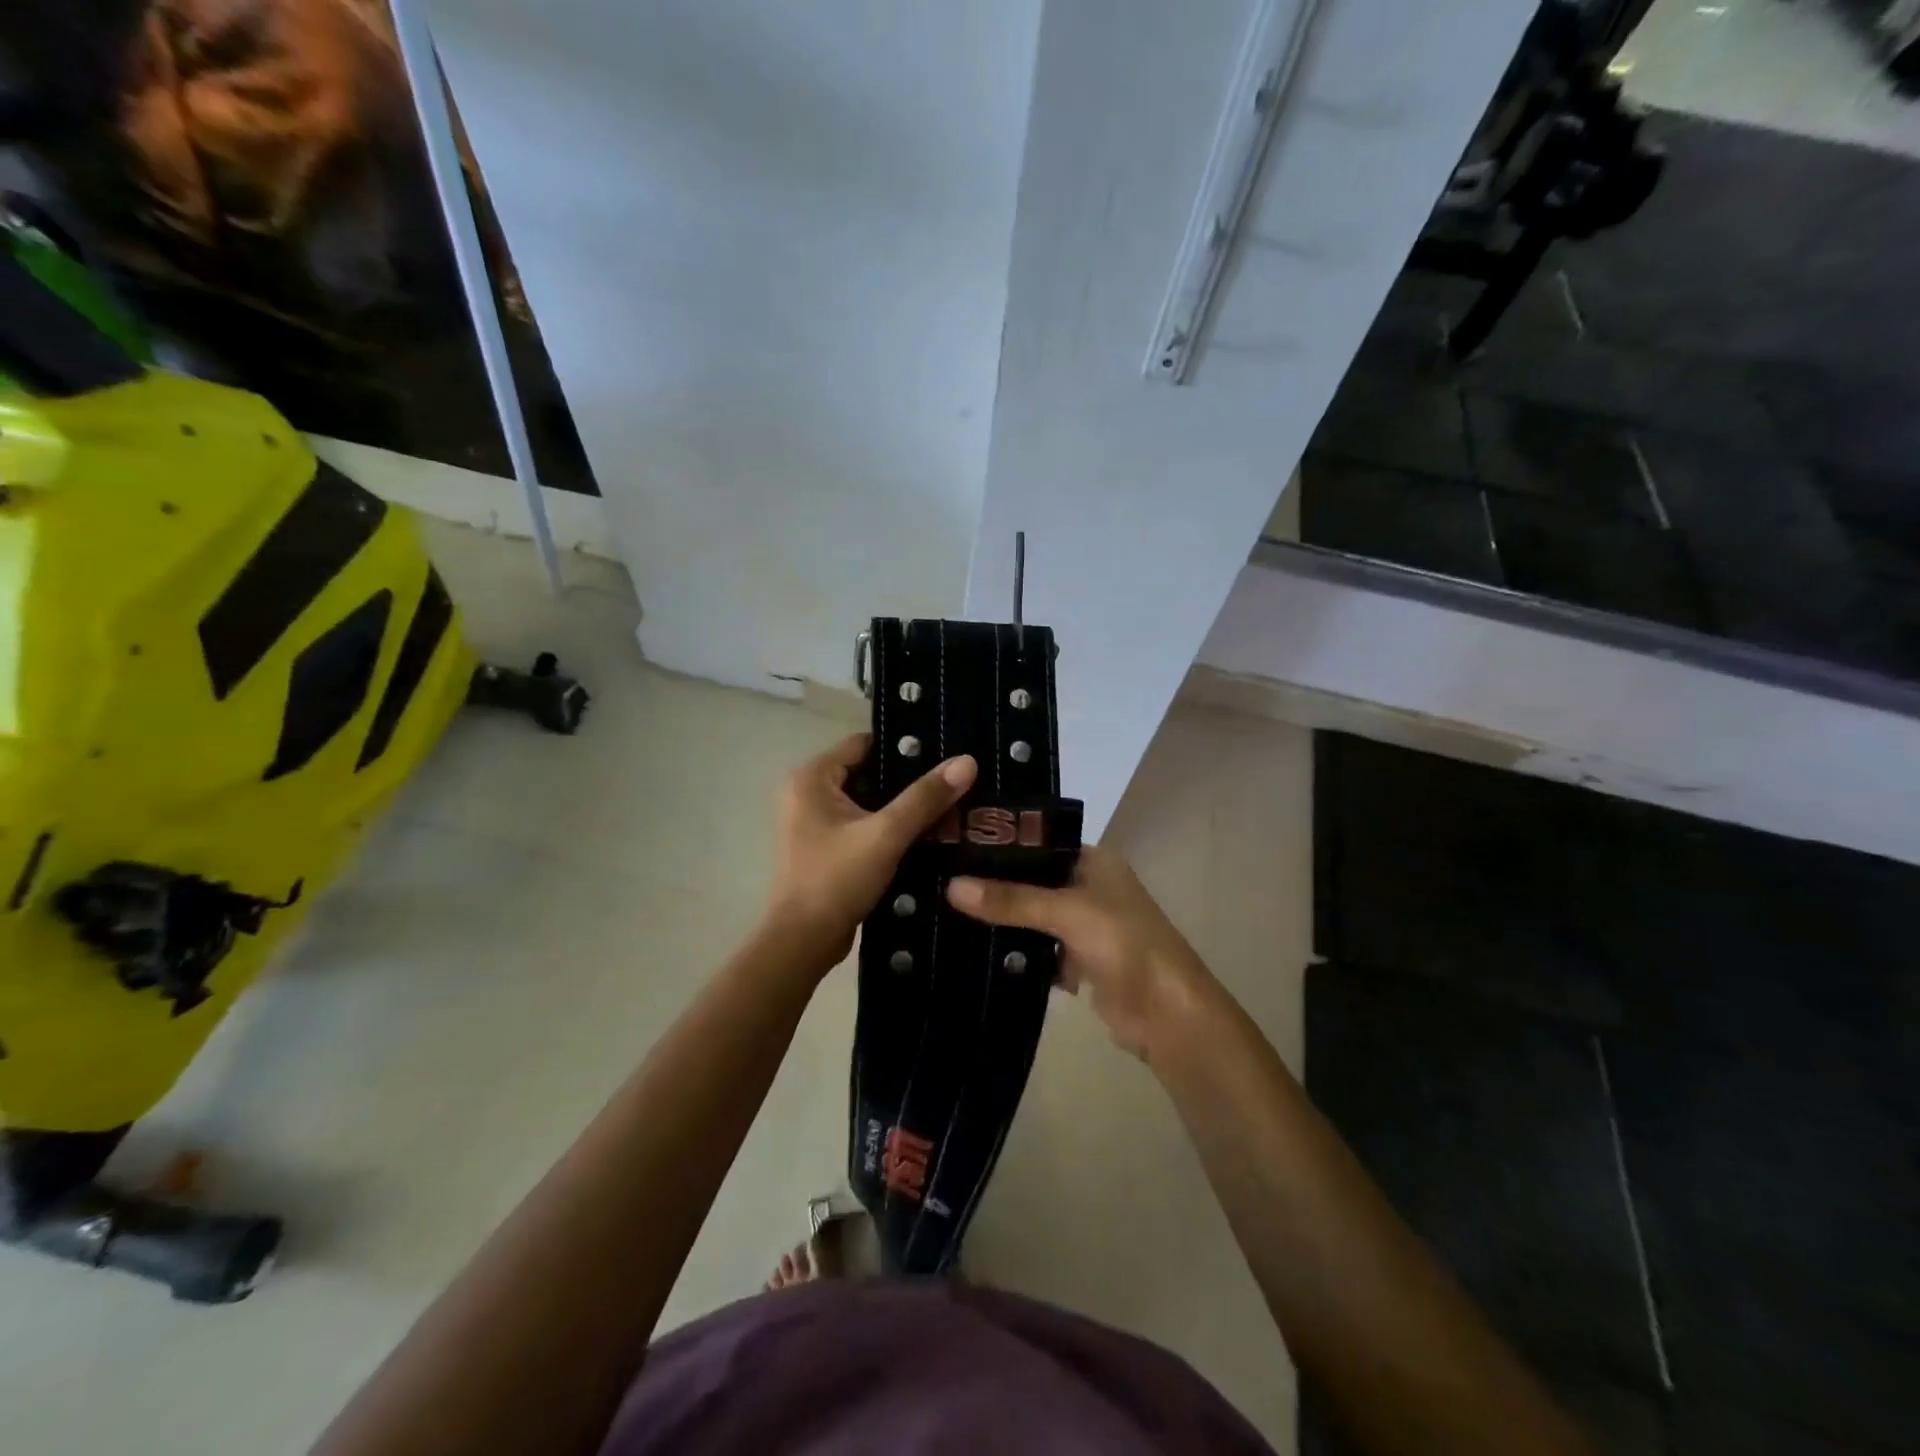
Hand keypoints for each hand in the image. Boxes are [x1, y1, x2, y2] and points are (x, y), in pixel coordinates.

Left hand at [767, 733, 976, 964]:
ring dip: (901, 807)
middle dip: (908, 781)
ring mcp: (813, 822)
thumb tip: (967, 762)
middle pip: (869, 772)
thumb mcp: (886, 835)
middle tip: (952, 785)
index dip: (904, 749)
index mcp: (811, 778)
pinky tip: (924, 835)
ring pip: (868, 801)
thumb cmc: (836, 880)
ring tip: (947, 808)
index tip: (944, 758)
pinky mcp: (824, 847)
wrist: (803, 943)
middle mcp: (807, 792)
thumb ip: (925, 798)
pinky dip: (888, 828)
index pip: (865, 744)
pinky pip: (862, 825)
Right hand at [946, 847, 1219, 1062]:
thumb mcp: (1066, 912)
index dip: (1001, 844)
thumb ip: (1011, 899)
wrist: (1166, 1015)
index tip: (952, 845)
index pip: (1039, 842)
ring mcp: (1085, 925)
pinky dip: (1017, 952)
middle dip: (995, 885)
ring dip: (1003, 920)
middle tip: (940, 880)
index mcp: (1094, 861)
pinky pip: (1039, 949)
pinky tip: (976, 950)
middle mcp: (1089, 886)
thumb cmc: (1125, 945)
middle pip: (1033, 880)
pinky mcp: (1079, 961)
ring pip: (1033, 916)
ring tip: (946, 912)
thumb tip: (951, 886)